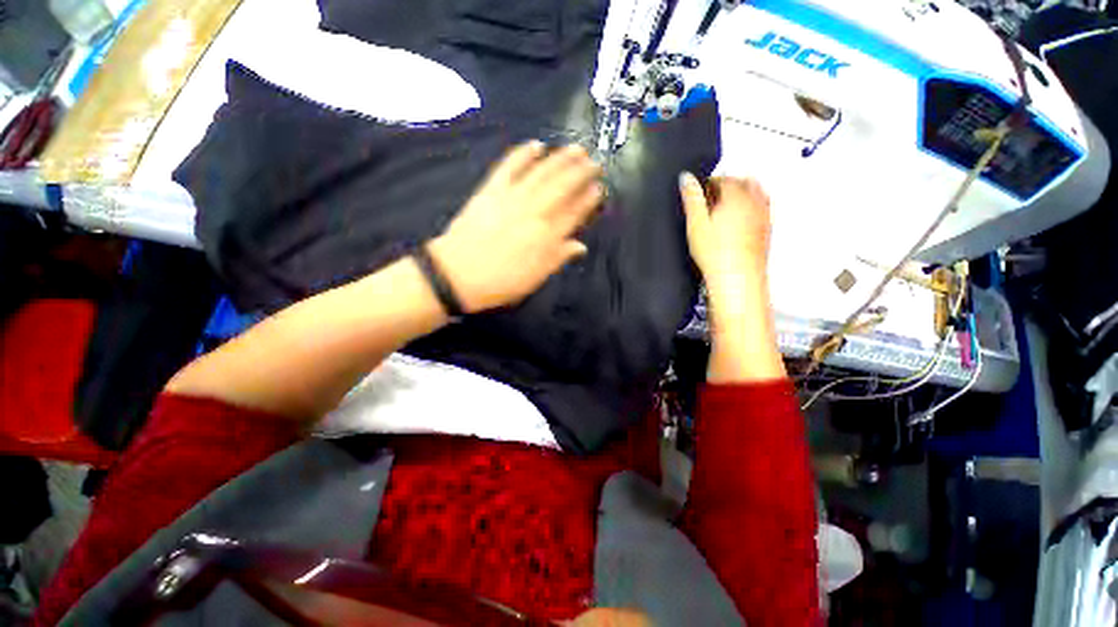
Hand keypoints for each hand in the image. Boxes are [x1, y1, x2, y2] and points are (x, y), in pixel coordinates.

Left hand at [429, 141, 603, 312]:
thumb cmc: (501, 281)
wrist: (458, 275)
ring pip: (542, 173)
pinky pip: (510, 166)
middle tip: (595, 161)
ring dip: (560, 158)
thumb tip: (581, 246)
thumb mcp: (535, 278)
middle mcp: (534, 212)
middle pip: (562, 187)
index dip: (589, 199)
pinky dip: (523, 154)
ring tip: (576, 148)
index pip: (574, 212)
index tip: (599, 188)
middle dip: (581, 172)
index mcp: (547, 236)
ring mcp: (512, 197)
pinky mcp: (491, 190)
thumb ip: (559, 258)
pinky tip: (535, 145)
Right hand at [678, 173, 771, 292]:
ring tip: (725, 207)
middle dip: (728, 184)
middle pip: (744, 182)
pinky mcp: (767, 230)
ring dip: (742, 194)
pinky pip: (762, 208)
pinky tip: (739, 222)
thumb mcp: (696, 224)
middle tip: (712, 196)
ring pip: (756, 193)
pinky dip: (751, 207)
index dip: (709, 183)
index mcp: (736, 196)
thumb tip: (686, 177)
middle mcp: (755, 201)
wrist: (737, 278)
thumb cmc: (716, 253)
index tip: (700, 191)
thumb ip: (692, 198)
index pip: (724, 178)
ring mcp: (764, 215)